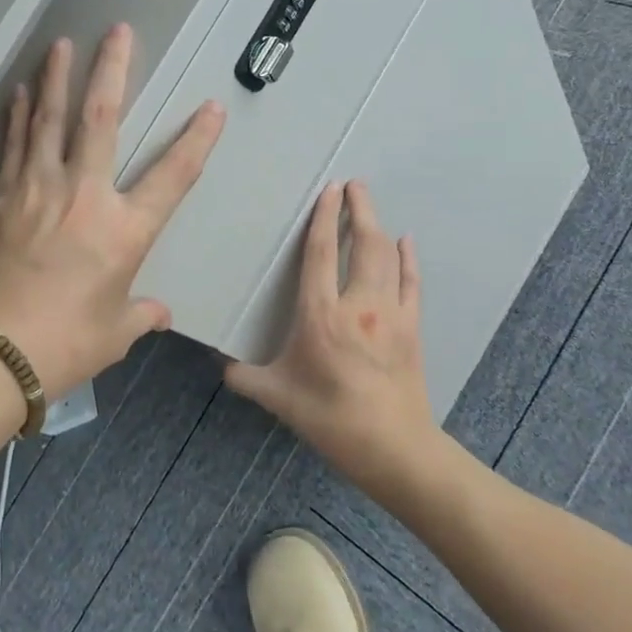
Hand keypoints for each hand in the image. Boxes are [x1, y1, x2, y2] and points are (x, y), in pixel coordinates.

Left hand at [0, 25, 226, 395]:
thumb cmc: (64, 345)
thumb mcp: (114, 332)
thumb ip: (141, 314)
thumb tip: (158, 312)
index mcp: (123, 231)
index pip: (172, 177)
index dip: (196, 141)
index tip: (211, 109)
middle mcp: (83, 197)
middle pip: (101, 120)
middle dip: (112, 70)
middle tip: (118, 32)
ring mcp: (37, 190)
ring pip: (50, 120)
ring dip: (58, 78)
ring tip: (62, 43)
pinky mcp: (2, 197)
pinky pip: (13, 144)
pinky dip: (18, 115)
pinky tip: (20, 91)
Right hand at [225, 181, 436, 487]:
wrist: (393, 448)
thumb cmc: (330, 418)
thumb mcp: (277, 397)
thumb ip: (244, 377)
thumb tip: (219, 363)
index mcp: (320, 315)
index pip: (321, 253)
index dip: (323, 218)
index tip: (328, 190)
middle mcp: (358, 305)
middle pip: (362, 244)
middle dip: (359, 209)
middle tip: (354, 184)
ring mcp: (391, 314)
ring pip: (387, 258)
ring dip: (380, 226)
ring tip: (370, 204)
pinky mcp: (412, 329)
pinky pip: (412, 283)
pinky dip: (408, 259)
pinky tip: (407, 242)